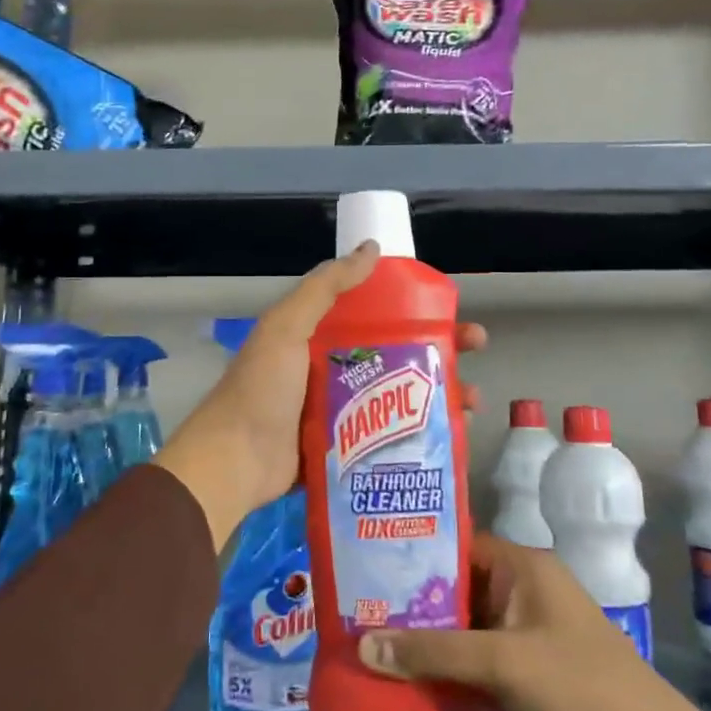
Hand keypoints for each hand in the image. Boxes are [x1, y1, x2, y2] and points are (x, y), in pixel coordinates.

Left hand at [153, 242, 486, 548]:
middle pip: (396, 353)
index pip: (376, 314)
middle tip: (476, 349)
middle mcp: (333, 370)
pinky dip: (420, 432)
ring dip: (437, 393)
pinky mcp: (348, 450)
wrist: (235, 461)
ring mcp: (341, 412)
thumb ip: (325, 287)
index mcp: (318, 337)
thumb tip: (373, 249)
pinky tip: (452, 434)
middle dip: (437, 349)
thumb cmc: (263, 389)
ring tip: (472, 398)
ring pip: (400, 397)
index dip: (413, 308)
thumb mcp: (288, 326)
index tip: (449, 308)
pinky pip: (390, 435)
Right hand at [357, 534, 710, 710]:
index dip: (413, 553)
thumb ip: (435, 652)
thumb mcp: (504, 663)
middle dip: (410, 605)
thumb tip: (365, 644)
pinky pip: (473, 665)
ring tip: (368, 645)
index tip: (366, 566)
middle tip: (356, 610)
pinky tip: (405, 684)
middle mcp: (519, 593)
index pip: (456, 546)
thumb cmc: (582, 687)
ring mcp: (521, 636)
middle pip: (454, 591)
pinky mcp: (523, 675)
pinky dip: (446, 674)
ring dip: (424, 643)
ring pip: (461, 631)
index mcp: (522, 569)